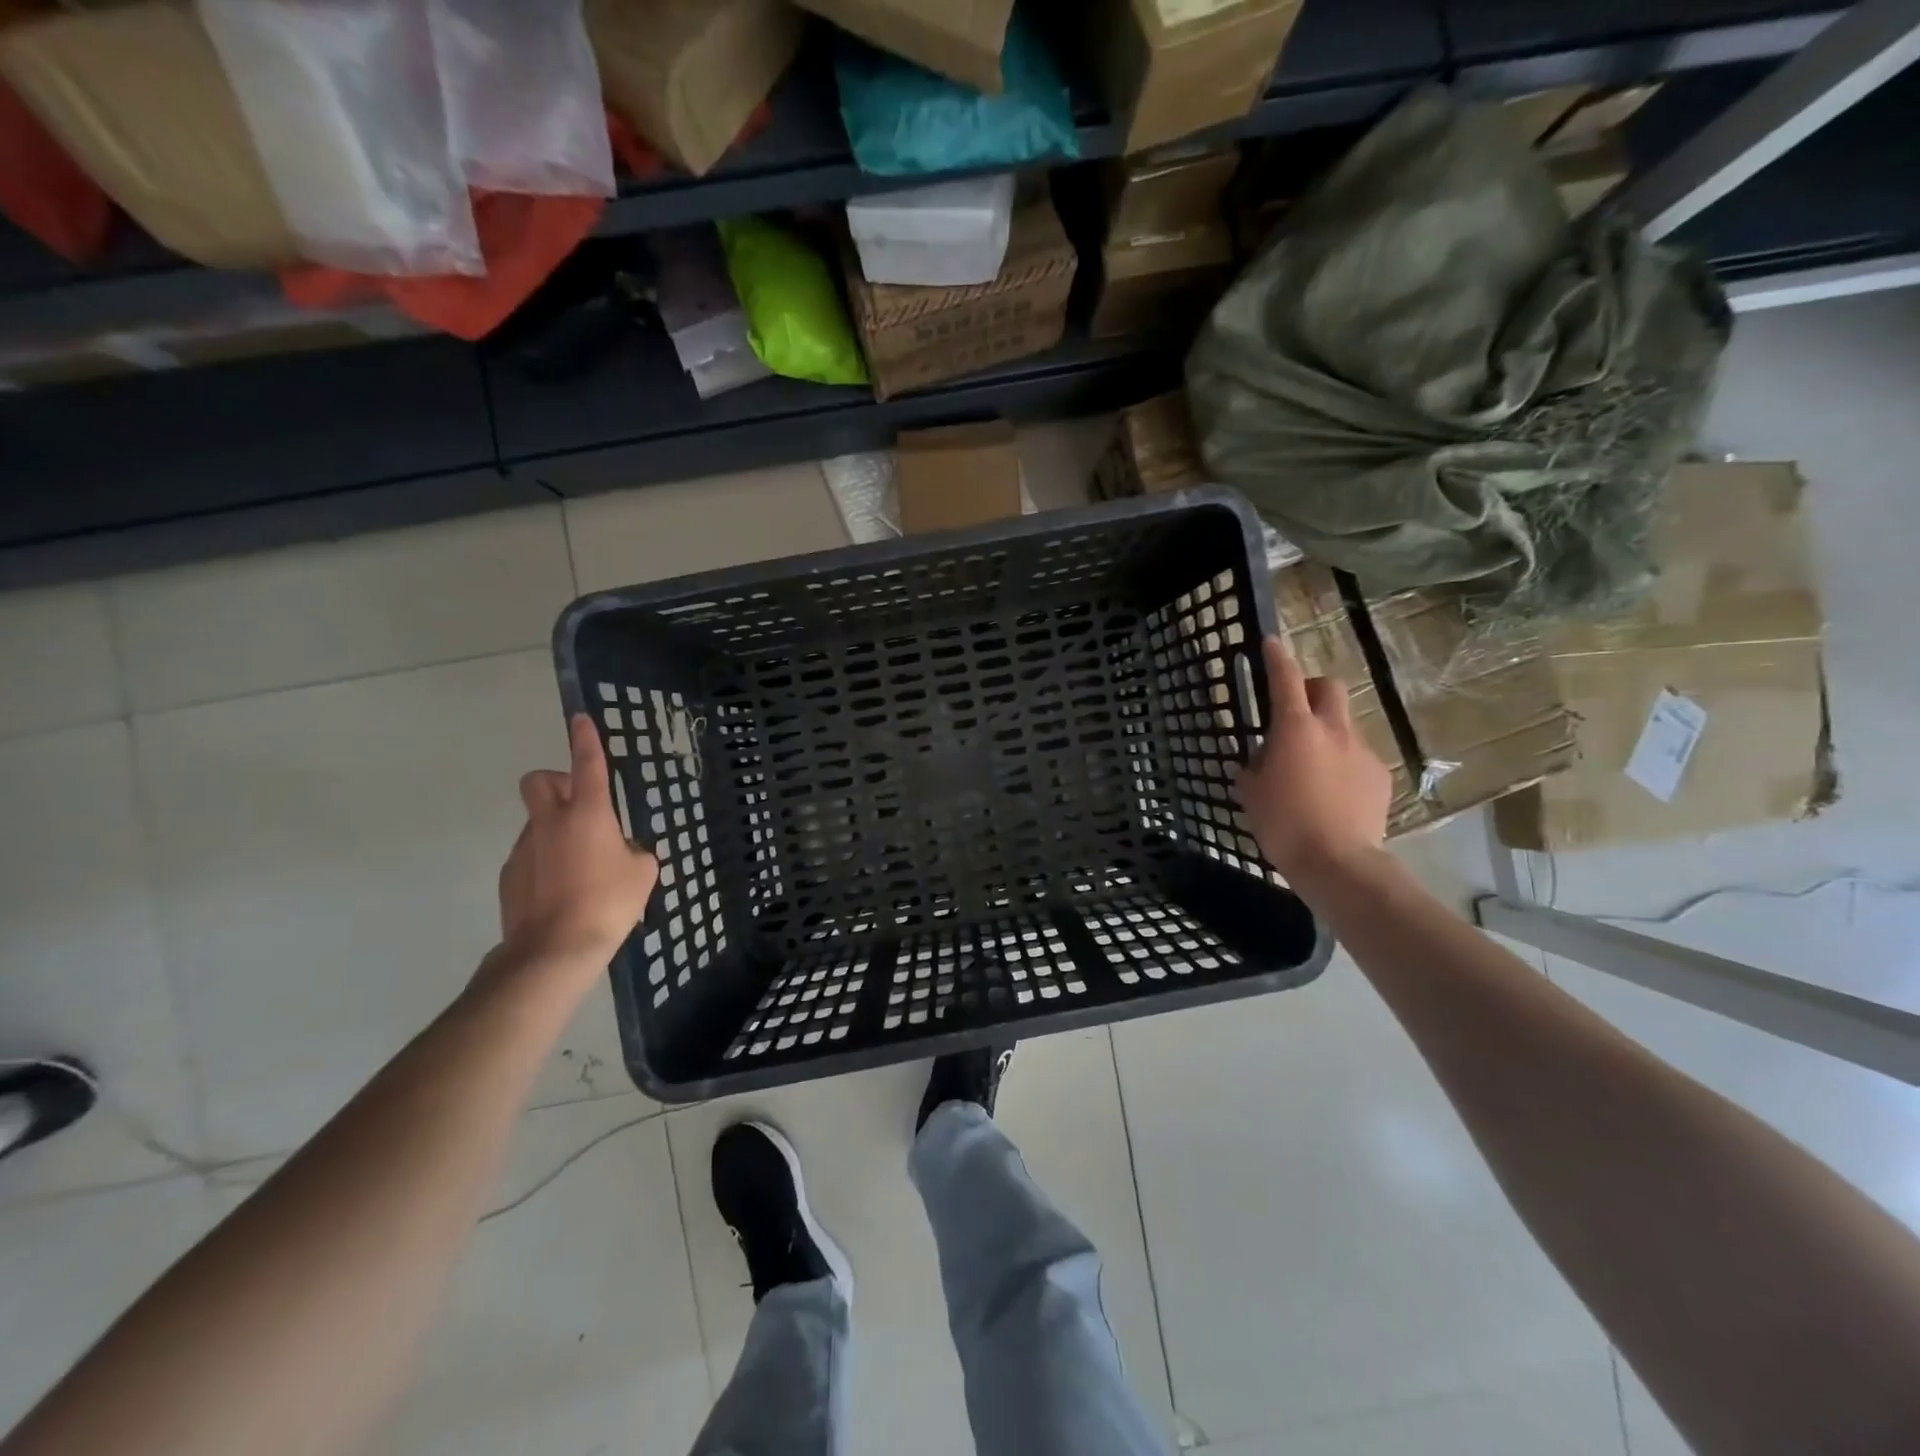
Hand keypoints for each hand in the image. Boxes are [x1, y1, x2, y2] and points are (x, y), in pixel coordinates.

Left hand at [495, 714, 658, 973]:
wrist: (554, 950)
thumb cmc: (609, 903)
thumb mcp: (642, 872)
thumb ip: (632, 851)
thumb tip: (620, 851)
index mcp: (588, 814)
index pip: (586, 763)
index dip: (585, 738)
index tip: (580, 719)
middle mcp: (551, 822)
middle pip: (539, 780)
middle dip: (556, 780)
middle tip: (580, 803)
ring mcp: (525, 848)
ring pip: (539, 821)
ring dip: (558, 829)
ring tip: (583, 867)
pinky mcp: (510, 875)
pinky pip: (533, 854)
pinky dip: (548, 861)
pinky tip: (564, 891)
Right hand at [1232, 635, 1392, 880]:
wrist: (1338, 861)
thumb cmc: (1283, 823)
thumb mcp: (1251, 794)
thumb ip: (1252, 769)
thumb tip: (1254, 760)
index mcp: (1295, 729)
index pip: (1285, 679)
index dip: (1277, 657)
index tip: (1271, 642)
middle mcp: (1333, 730)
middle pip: (1329, 688)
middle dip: (1313, 688)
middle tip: (1296, 709)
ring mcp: (1361, 751)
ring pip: (1344, 726)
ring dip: (1327, 733)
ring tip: (1313, 767)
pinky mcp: (1379, 775)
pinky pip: (1357, 758)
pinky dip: (1343, 765)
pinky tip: (1334, 794)